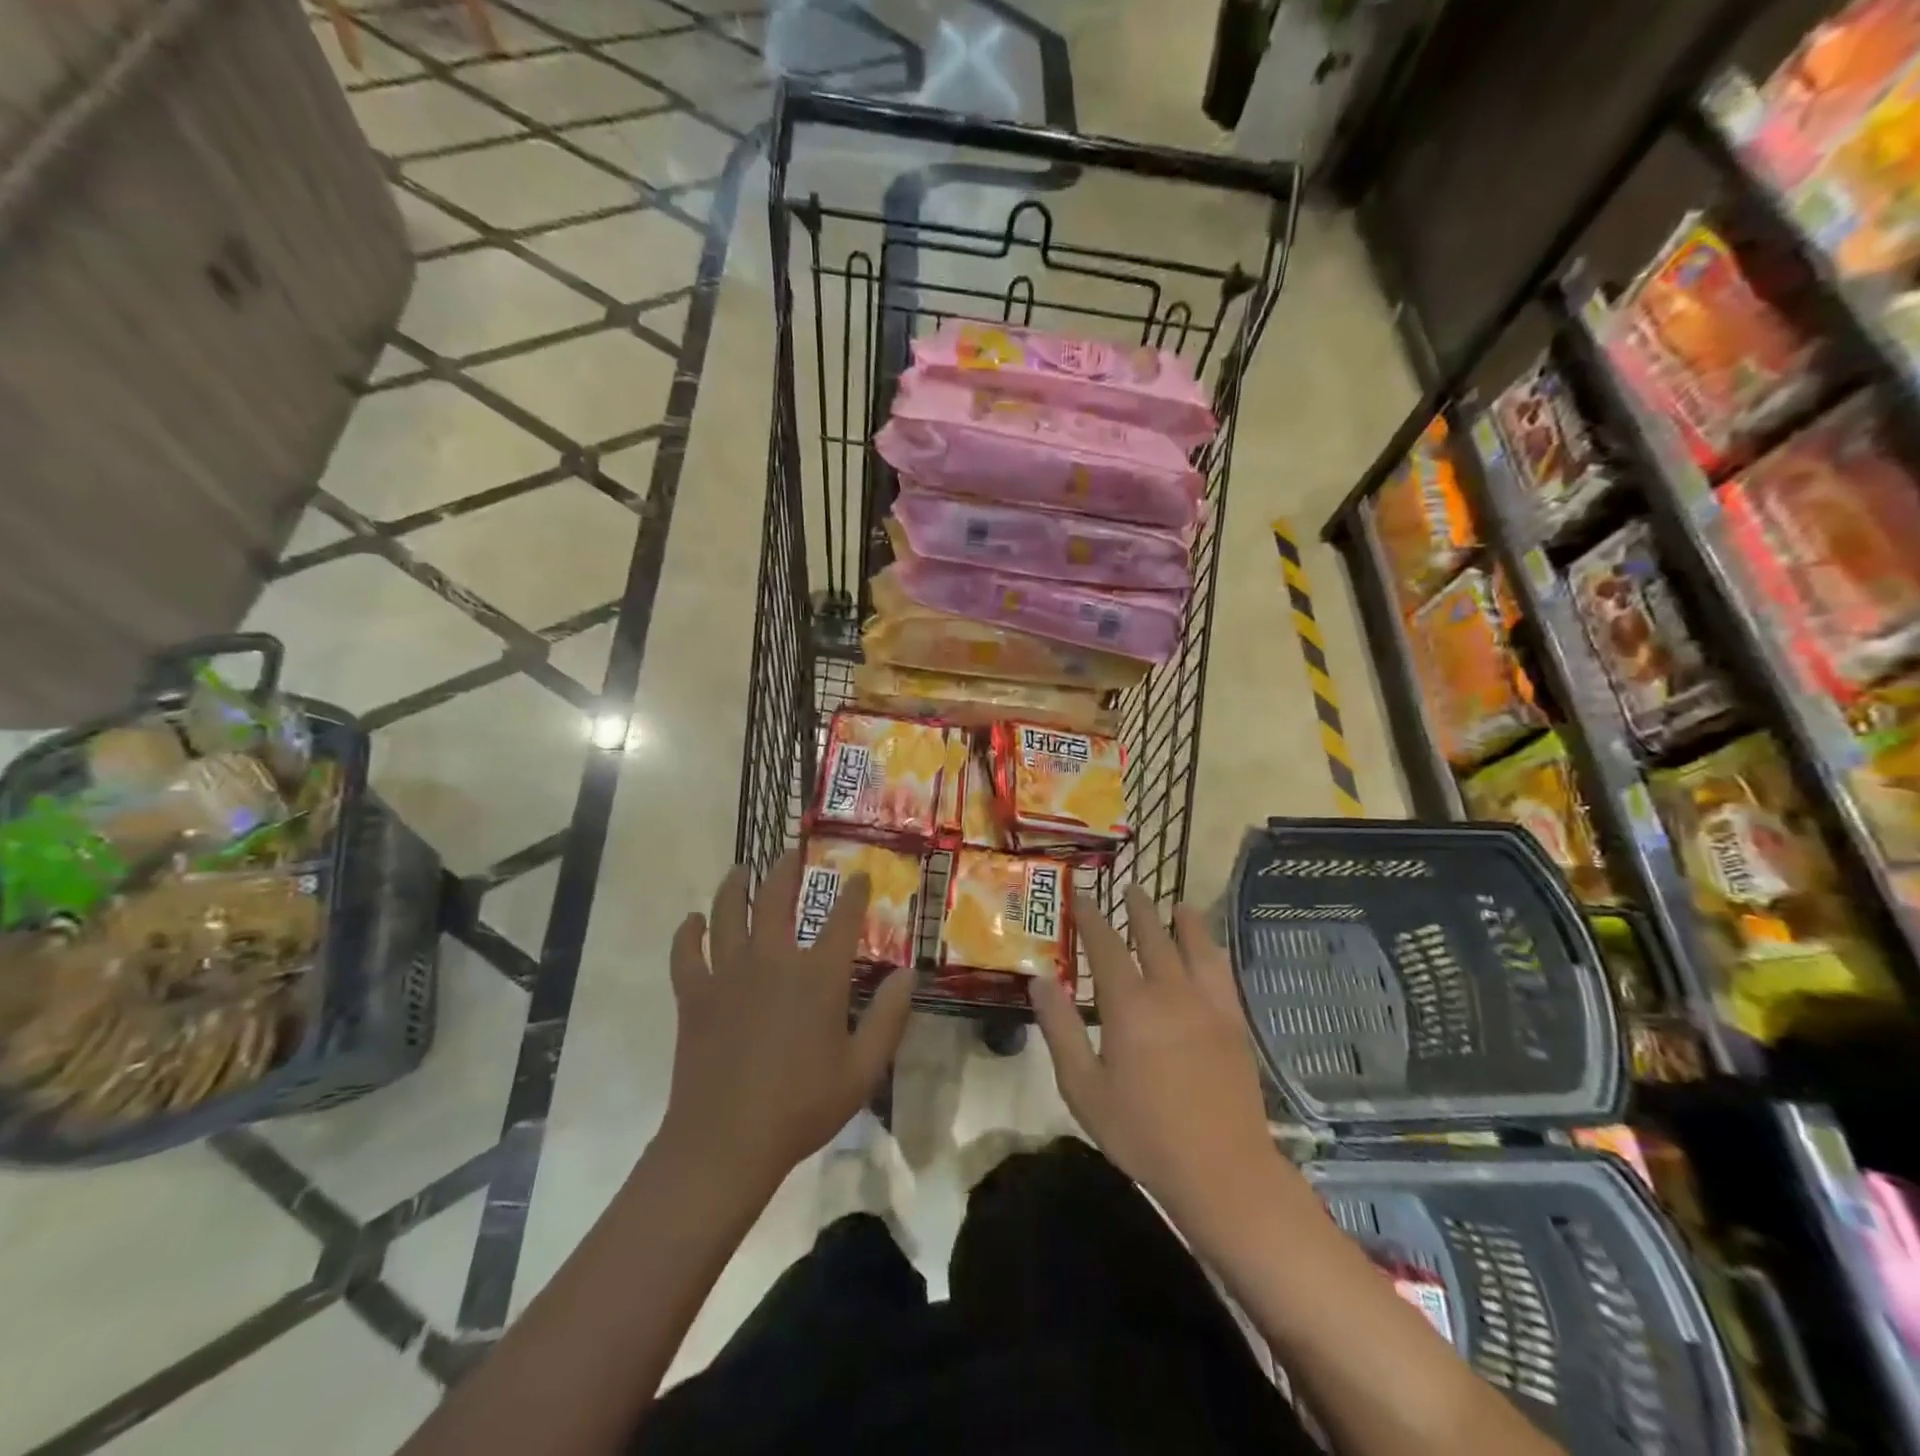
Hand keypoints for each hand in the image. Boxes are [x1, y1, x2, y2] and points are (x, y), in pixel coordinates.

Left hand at [660, 850, 914, 1190]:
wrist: (725, 1143)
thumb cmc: (801, 1107)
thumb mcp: (863, 1069)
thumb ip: (889, 1017)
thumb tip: (910, 973)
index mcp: (817, 976)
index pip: (842, 918)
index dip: (853, 892)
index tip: (858, 875)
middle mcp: (772, 960)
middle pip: (777, 899)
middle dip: (787, 869)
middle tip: (791, 852)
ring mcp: (728, 974)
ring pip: (728, 913)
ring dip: (734, 886)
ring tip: (741, 870)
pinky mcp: (694, 995)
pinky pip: (686, 953)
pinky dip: (688, 933)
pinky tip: (693, 921)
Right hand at [1031, 887, 1281, 1234]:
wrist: (1221, 1169)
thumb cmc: (1142, 1131)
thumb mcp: (1083, 1087)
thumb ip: (1061, 1029)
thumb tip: (1039, 980)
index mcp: (1129, 1005)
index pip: (1106, 946)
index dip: (1092, 918)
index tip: (1082, 895)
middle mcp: (1170, 992)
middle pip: (1153, 937)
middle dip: (1139, 910)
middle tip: (1131, 888)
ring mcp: (1208, 1005)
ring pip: (1195, 947)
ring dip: (1184, 922)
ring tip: (1178, 905)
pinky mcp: (1234, 1024)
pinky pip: (1223, 973)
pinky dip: (1213, 951)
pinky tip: (1211, 950)